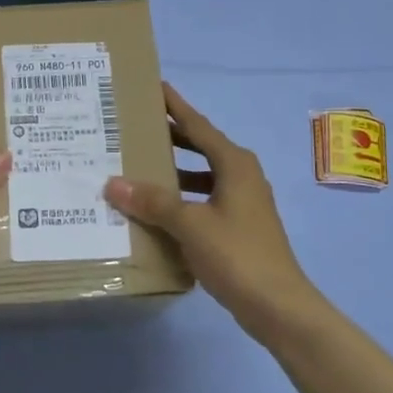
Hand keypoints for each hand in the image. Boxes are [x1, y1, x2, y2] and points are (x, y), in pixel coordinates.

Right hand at [105, 84, 323, 344]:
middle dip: (171, 136)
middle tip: (136, 126)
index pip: (198, 125)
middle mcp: (241, 176)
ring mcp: (243, 203)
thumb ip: (153, 202)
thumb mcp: (190, 224)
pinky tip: (158, 211)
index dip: (176, 106)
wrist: (279, 307)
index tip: (155, 86)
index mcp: (234, 164)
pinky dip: (182, 198)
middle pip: (201, 146)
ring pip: (202, 174)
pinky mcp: (239, 227)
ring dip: (175, 170)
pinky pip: (204, 199)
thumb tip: (113, 183)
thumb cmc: (237, 255)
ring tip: (139, 166)